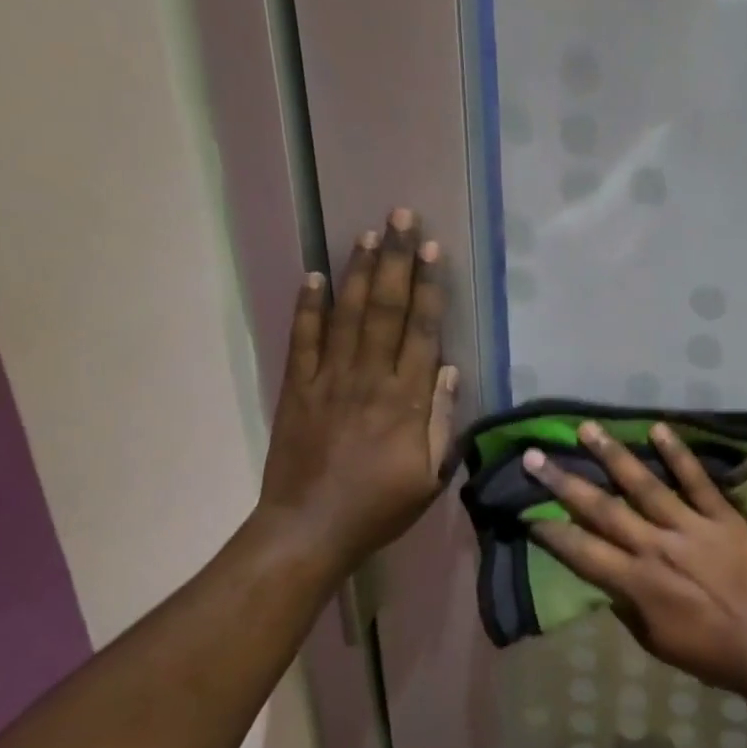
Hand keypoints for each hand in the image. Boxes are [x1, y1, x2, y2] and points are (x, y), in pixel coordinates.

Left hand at [255, 209, 458, 584]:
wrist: (308, 529)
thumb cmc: (379, 507)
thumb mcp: (430, 477)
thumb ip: (443, 423)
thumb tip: (450, 371)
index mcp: (405, 401)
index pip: (421, 331)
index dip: (429, 287)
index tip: (433, 250)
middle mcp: (368, 378)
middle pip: (386, 309)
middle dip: (396, 260)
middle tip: (402, 218)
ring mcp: (328, 380)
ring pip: (348, 315)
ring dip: (359, 272)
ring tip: (369, 233)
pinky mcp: (296, 388)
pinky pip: (303, 339)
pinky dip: (308, 306)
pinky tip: (315, 275)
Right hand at [522, 422, 746, 693]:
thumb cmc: (709, 653)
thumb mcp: (655, 641)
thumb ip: (627, 606)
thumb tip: (607, 578)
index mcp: (636, 583)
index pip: (581, 551)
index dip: (550, 531)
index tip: (525, 510)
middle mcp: (656, 547)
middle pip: (602, 509)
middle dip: (564, 482)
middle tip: (535, 455)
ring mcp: (690, 527)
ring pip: (644, 484)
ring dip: (613, 455)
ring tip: (587, 428)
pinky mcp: (722, 517)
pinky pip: (697, 480)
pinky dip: (678, 454)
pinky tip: (658, 428)